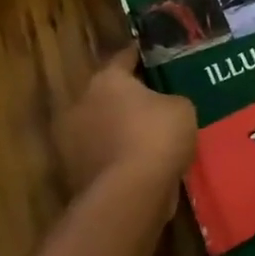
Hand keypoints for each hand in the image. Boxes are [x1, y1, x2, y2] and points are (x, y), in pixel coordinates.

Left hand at [56, 49, 196, 211]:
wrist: (129, 197)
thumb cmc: (156, 137)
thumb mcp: (182, 108)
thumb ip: (170, 100)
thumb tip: (164, 107)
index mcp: (106, 79)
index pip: (124, 58)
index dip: (141, 58)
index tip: (154, 59)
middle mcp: (82, 103)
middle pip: (107, 94)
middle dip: (127, 98)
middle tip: (153, 102)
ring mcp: (72, 141)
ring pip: (101, 127)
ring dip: (118, 131)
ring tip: (148, 139)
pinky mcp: (73, 174)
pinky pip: (102, 157)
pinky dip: (116, 159)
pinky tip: (139, 166)